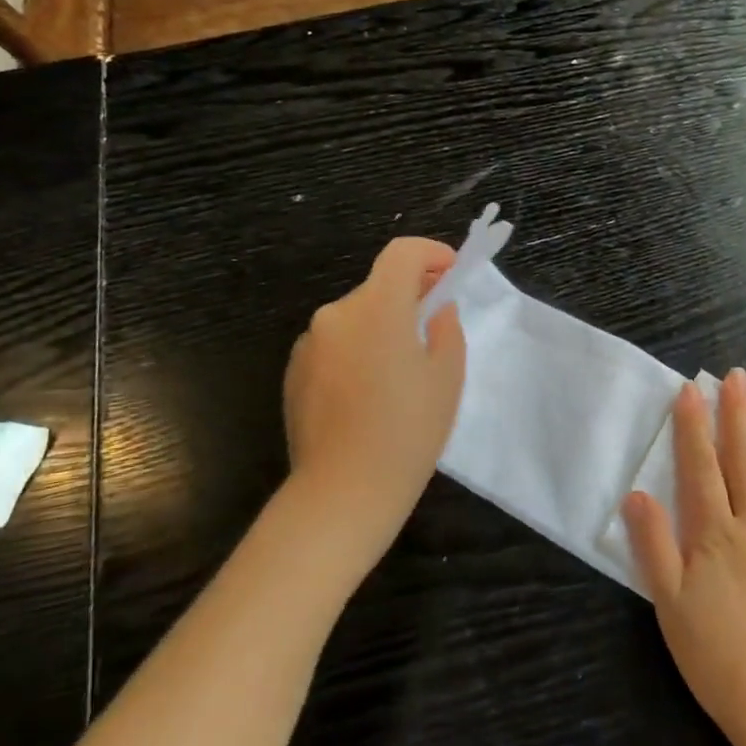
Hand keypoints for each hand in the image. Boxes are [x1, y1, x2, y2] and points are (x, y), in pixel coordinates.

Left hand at [282, 237, 466, 563]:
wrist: (343, 492)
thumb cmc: (408, 431)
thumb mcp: (447, 376)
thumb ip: (445, 327)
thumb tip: (434, 308)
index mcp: (377, 308)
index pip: (402, 253)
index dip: (431, 253)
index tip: (451, 271)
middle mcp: (336, 314)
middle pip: (379, 287)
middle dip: (409, 297)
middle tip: (434, 328)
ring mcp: (310, 343)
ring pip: (356, 318)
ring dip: (381, 327)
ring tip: (401, 372)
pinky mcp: (294, 372)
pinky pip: (335, 345)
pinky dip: (357, 351)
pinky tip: (368, 394)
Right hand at [622, 369, 745, 745]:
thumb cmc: (718, 661)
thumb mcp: (670, 608)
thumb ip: (654, 547)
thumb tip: (637, 494)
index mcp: (716, 536)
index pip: (700, 468)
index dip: (693, 427)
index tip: (691, 389)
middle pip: (745, 460)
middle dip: (739, 414)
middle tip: (739, 375)